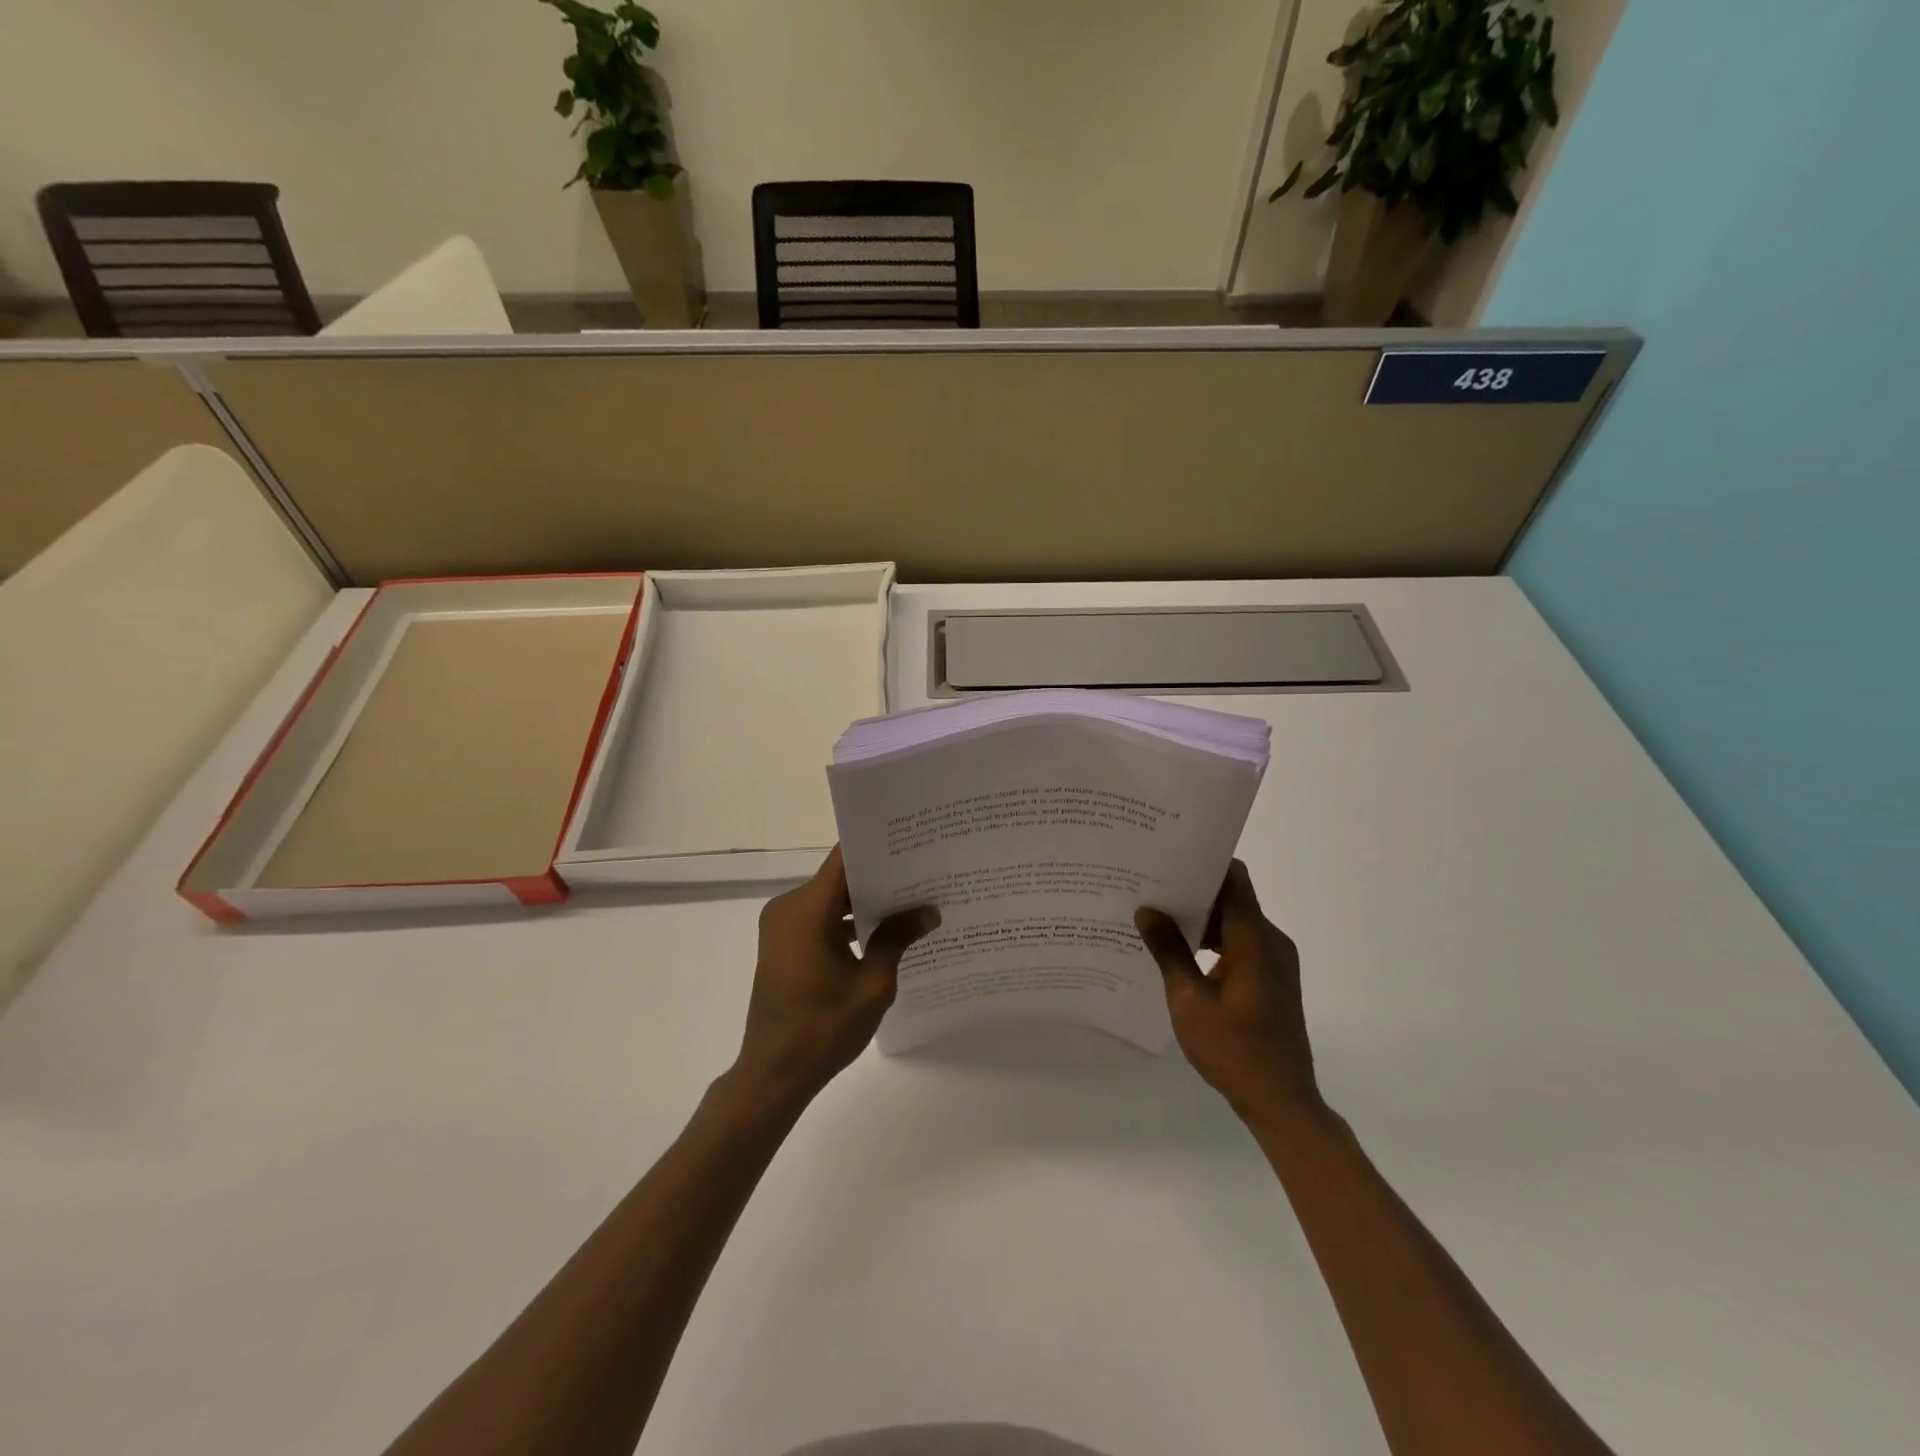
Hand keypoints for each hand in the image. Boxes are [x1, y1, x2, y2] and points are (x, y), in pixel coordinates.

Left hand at [734, 846, 938, 1106]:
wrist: (774, 1074)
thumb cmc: (823, 1029)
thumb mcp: (872, 984)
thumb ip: (898, 939)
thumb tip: (930, 911)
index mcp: (806, 910)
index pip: (844, 859)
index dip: (878, 849)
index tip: (913, 844)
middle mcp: (788, 908)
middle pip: (839, 878)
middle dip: (880, 878)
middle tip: (924, 874)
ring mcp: (782, 926)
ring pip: (831, 899)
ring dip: (865, 903)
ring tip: (912, 902)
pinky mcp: (784, 944)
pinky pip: (820, 919)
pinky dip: (847, 922)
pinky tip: (884, 932)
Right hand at [1135, 861, 1321, 1128]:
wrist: (1282, 1102)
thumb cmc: (1234, 1050)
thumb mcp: (1189, 1000)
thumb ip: (1169, 951)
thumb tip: (1147, 910)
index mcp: (1254, 938)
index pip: (1233, 878)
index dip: (1203, 864)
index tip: (1167, 860)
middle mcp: (1270, 941)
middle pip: (1232, 899)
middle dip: (1192, 893)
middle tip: (1149, 891)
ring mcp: (1275, 961)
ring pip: (1234, 923)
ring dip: (1200, 921)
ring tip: (1157, 921)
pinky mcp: (1272, 979)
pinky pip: (1240, 945)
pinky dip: (1213, 943)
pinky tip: (1179, 956)